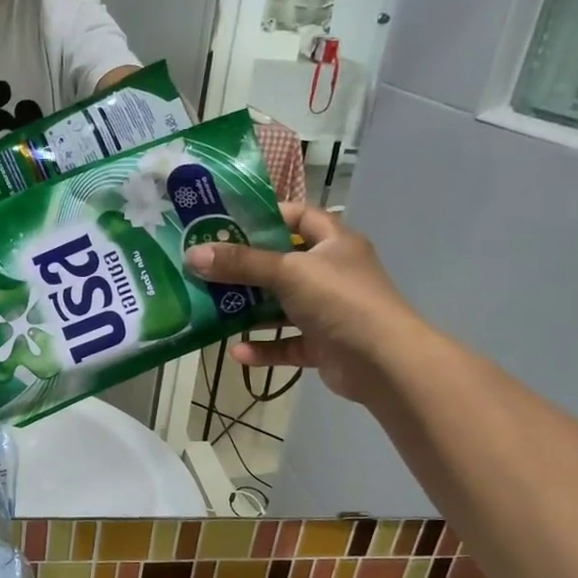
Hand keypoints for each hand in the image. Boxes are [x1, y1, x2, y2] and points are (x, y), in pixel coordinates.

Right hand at [184, 203, 422, 402]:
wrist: (384, 362)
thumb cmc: (340, 300)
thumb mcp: (288, 272)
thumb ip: (241, 264)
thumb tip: (192, 255)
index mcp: (334, 243)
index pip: (300, 217)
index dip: (267, 216)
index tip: (228, 223)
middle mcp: (333, 273)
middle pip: (283, 264)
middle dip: (246, 269)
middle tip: (207, 269)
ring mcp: (329, 311)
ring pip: (282, 306)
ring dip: (251, 310)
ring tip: (212, 309)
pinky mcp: (323, 345)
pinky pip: (286, 343)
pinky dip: (264, 347)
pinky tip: (237, 352)